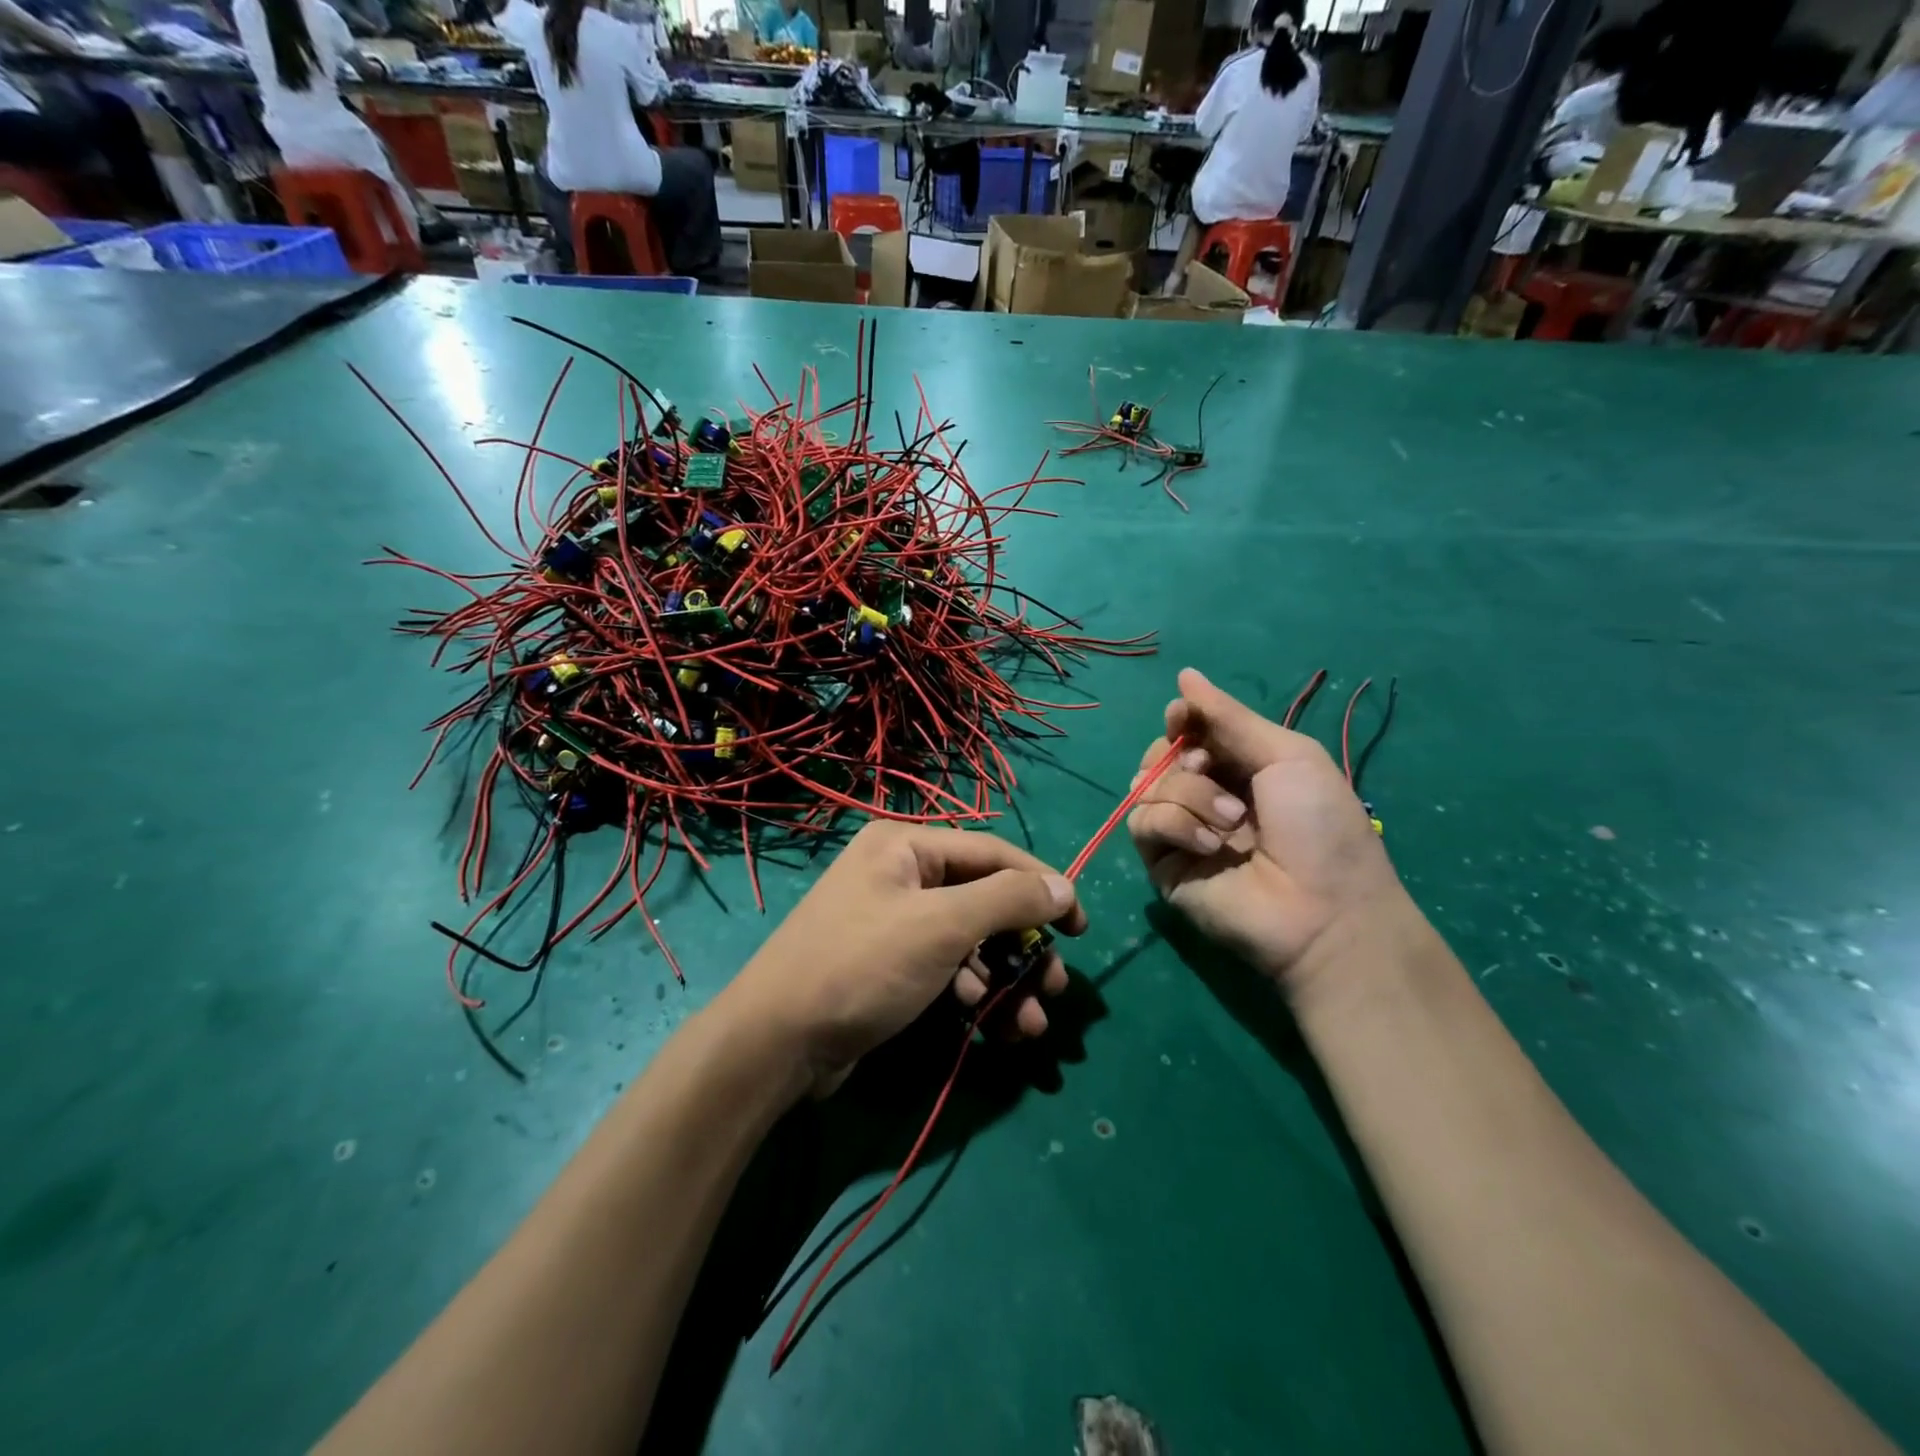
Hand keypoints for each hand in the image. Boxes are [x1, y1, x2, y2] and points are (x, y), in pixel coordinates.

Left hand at [724, 822, 1084, 1097]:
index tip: (1081, 927)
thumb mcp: (941, 926)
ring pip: (970, 941)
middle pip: (984, 900)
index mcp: (906, 845)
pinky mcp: (891, 965)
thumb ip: (1007, 900)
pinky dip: (975, 993)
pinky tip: (994, 1026)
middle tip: (1056, 986)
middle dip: (1024, 946)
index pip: (993, 853)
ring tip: (1031, 1024)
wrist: (777, 1043)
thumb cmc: (862, 967)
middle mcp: (901, 874)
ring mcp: (894, 922)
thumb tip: (1064, 886)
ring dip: (1006, 979)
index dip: (1043, 885)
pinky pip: (948, 968)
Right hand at [1127, 668, 1409, 1000]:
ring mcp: (1182, 831)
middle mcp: (1205, 795)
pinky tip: (1209, 844)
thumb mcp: (1287, 756)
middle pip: (1159, 755)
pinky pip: (1142, 823)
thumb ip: (1229, 717)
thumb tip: (1184, 674)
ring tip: (1230, 819)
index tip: (1182, 717)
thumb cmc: (1320, 828)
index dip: (1181, 720)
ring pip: (1146, 785)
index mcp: (1239, 768)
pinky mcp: (1162, 863)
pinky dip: (1174, 824)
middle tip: (1208, 768)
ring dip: (1187, 793)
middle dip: (1179, 755)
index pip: (1189, 732)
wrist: (1322, 911)